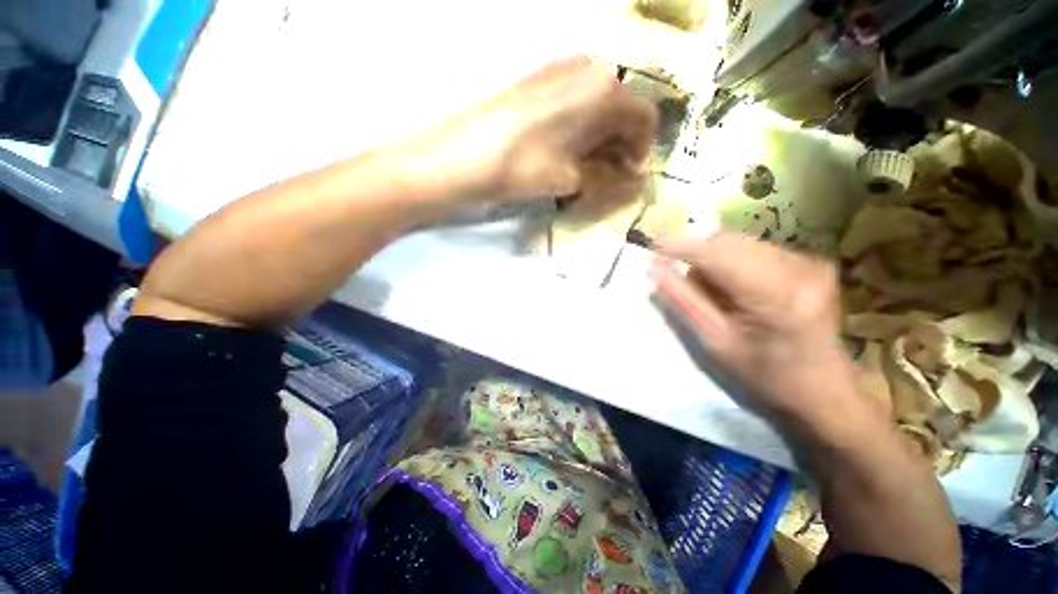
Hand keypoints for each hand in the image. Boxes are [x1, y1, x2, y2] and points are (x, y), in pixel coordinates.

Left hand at [407, 56, 657, 210]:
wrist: (464, 154)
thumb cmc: (524, 166)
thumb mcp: (571, 178)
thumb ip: (609, 178)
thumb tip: (632, 181)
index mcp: (605, 90)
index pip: (645, 120)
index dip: (642, 152)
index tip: (629, 179)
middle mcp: (590, 70)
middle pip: (622, 113)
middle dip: (620, 149)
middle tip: (608, 180)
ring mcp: (563, 71)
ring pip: (599, 110)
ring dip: (600, 143)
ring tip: (586, 172)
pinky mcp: (542, 81)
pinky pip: (577, 105)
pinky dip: (581, 132)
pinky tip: (567, 154)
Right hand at [651, 233, 867, 427]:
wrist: (824, 389)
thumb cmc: (765, 376)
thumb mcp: (715, 343)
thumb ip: (683, 302)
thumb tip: (655, 269)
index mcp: (775, 295)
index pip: (717, 254)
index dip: (682, 246)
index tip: (652, 246)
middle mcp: (798, 267)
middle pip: (728, 241)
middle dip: (699, 257)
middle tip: (690, 288)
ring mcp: (808, 261)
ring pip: (739, 243)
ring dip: (715, 261)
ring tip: (718, 295)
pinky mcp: (810, 261)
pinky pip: (754, 249)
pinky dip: (733, 264)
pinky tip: (739, 291)